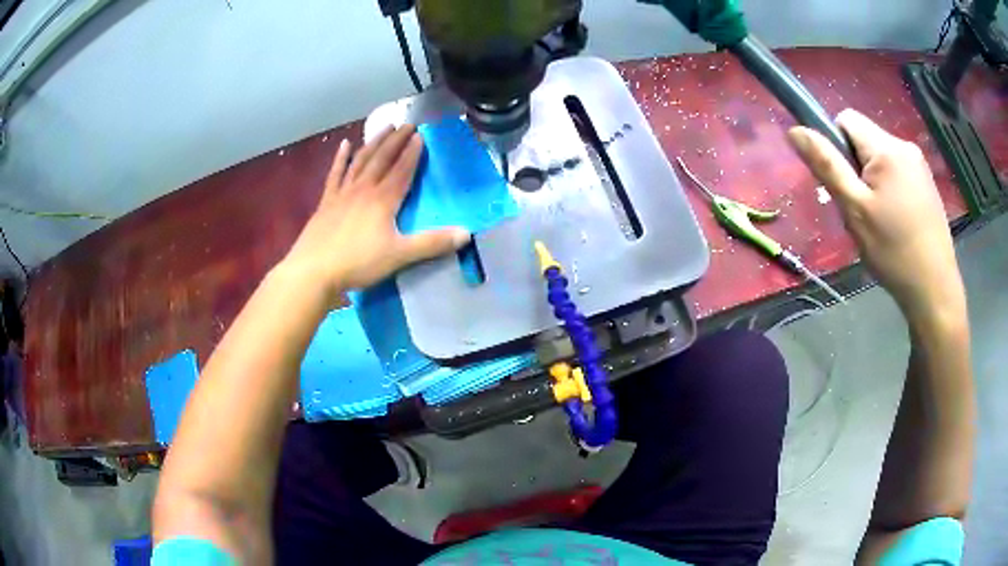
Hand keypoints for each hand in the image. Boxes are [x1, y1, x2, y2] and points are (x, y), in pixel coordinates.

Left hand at [282, 125, 468, 301]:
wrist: (314, 271)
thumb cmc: (358, 263)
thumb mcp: (399, 255)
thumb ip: (431, 243)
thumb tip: (466, 233)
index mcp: (383, 200)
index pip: (402, 169)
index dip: (412, 152)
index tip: (420, 135)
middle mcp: (364, 189)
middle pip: (383, 159)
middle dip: (396, 141)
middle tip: (407, 124)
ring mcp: (343, 193)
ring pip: (361, 161)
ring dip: (374, 143)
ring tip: (385, 127)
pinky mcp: (326, 202)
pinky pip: (336, 174)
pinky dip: (341, 158)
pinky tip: (345, 144)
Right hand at [787, 109, 964, 324]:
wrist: (935, 290)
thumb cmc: (893, 251)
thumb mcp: (854, 210)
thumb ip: (827, 166)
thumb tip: (795, 130)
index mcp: (886, 148)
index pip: (846, 119)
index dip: (836, 145)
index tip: (843, 183)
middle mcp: (905, 146)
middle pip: (865, 139)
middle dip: (855, 167)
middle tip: (860, 210)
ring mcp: (919, 165)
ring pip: (881, 158)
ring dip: (872, 181)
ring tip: (879, 221)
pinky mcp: (927, 184)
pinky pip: (897, 172)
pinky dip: (889, 190)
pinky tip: (896, 222)